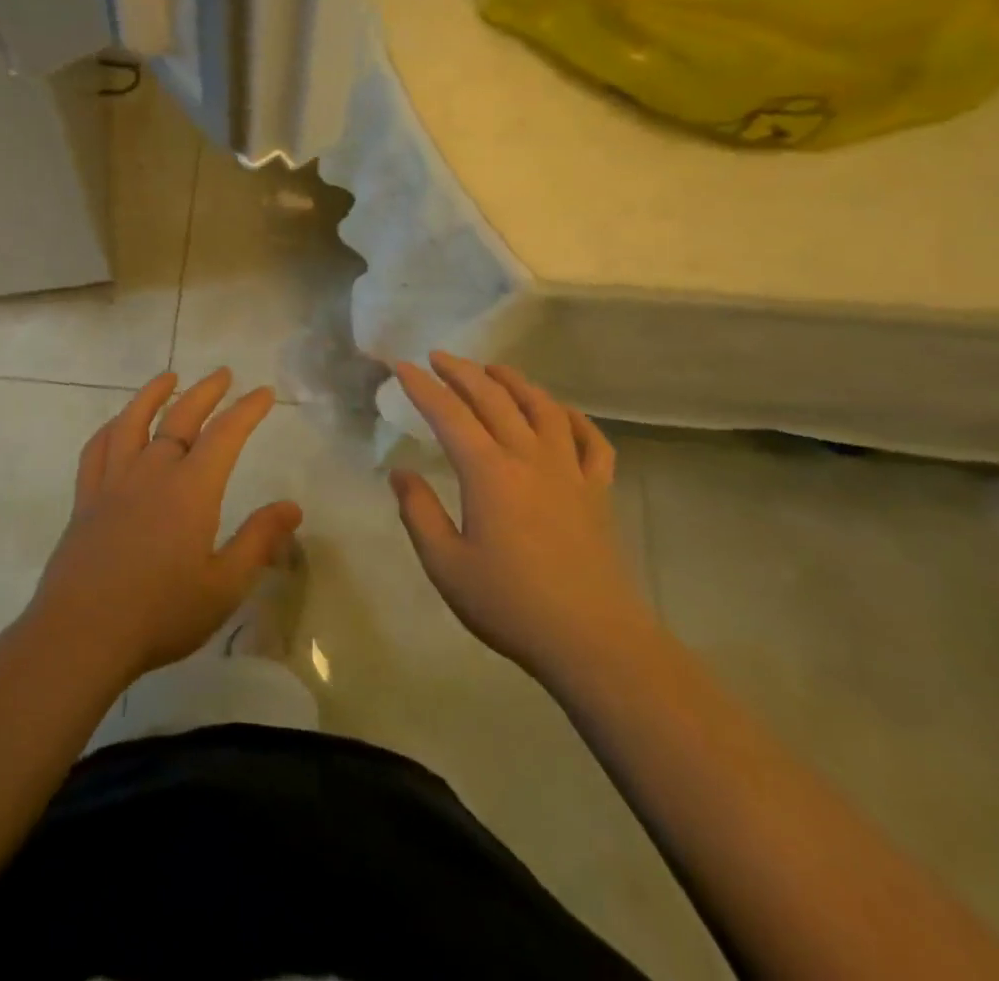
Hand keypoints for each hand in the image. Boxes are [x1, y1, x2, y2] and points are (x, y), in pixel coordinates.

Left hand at [29, 369, 301, 683]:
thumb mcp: (224, 585)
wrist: (83, 632)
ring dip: (152, 394)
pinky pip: (96, 450)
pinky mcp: (86, 498)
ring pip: (133, 422)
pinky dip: (110, 428)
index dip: (247, 410)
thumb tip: (292, 506)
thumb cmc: (161, 613)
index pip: (226, 435)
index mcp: (191, 489)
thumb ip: (259, 541)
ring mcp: (114, 481)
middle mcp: (152, 472)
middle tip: (223, 374)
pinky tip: (117, 424)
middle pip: (181, 417)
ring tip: (168, 377)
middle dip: (206, 392)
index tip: (263, 392)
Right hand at [390, 351, 656, 690]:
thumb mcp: (445, 564)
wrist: (592, 641)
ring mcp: (569, 472)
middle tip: (439, 357)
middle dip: (462, 372)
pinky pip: (592, 442)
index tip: (401, 366)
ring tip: (494, 369)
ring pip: (543, 408)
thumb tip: (401, 473)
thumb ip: (419, 513)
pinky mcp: (598, 492)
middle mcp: (529, 458)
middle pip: (493, 399)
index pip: (448, 414)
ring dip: (515, 382)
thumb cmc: (510, 603)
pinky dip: (575, 418)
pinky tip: (561, 412)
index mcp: (488, 472)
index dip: (422, 387)